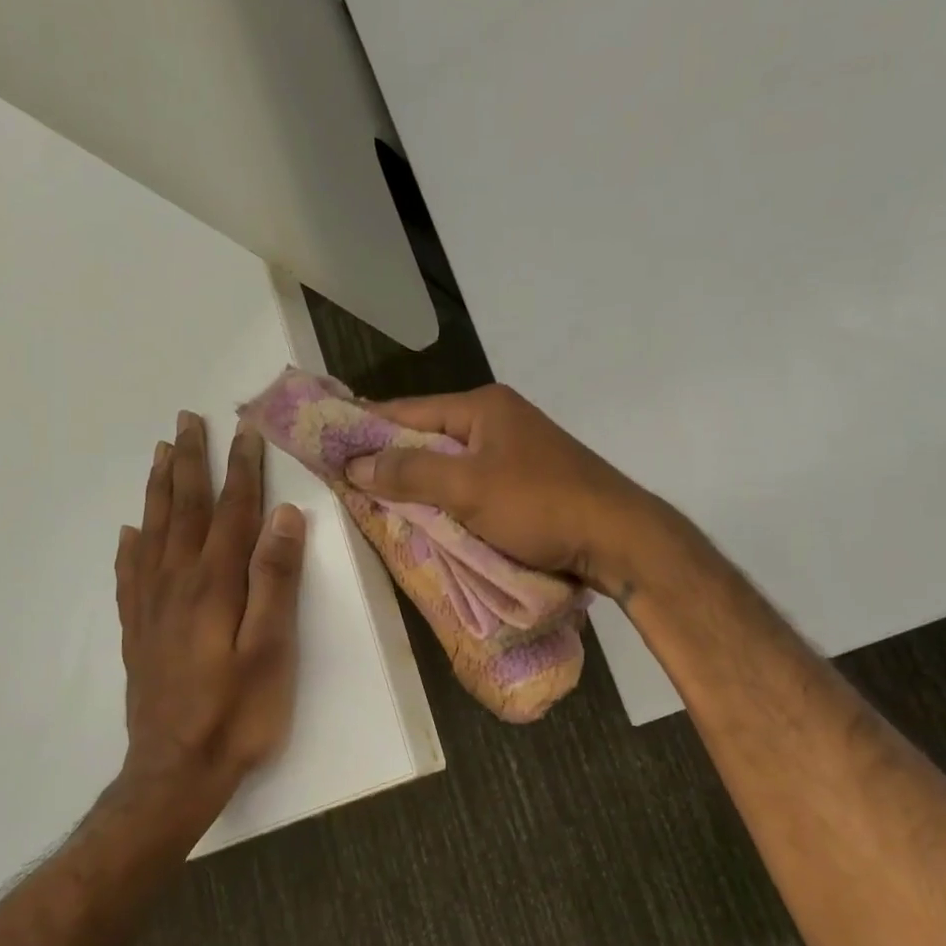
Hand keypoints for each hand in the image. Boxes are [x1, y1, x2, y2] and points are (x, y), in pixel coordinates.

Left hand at [110, 411, 306, 852]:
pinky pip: (129, 575)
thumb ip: (276, 581)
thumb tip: (285, 517)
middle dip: (190, 463)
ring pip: (153, 532)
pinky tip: (129, 532)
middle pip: (184, 510)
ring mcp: (151, 607)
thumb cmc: (238, 713)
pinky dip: (130, 545)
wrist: (176, 773)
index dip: (241, 470)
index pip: (231, 512)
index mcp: (215, 584)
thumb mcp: (272, 649)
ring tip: (161, 454)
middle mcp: (177, 584)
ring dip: (160, 490)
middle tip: (187, 421)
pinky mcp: (138, 632)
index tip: (245, 430)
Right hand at [345, 384, 670, 599]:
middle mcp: (499, 420)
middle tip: (349, 481)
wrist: (618, 539)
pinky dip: (448, 498)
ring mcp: (517, 451)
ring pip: (451, 463)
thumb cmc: (540, 505)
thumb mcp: (468, 488)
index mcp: (484, 407)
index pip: (409, 411)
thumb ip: (409, 472)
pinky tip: (429, 517)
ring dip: (419, 483)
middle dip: (391, 459)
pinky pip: (472, 484)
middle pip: (429, 436)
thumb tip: (355, 464)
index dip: (367, 427)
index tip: (327, 444)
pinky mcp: (528, 482)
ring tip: (379, 502)